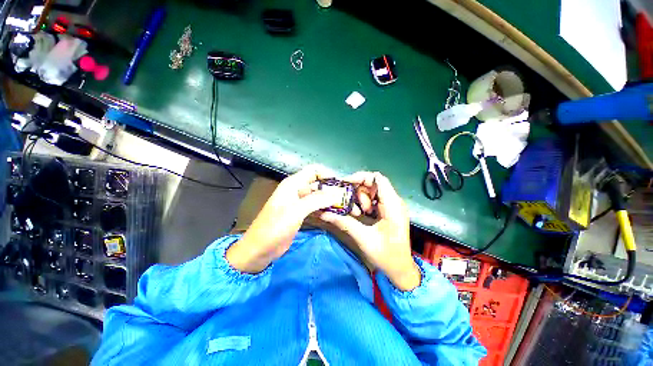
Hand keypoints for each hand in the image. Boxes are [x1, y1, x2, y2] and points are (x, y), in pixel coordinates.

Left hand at [226, 166, 341, 272]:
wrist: (260, 249)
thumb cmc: (275, 227)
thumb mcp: (296, 211)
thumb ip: (317, 200)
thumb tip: (337, 193)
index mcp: (293, 184)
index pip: (314, 171)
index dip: (328, 174)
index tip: (342, 185)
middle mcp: (297, 190)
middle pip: (319, 184)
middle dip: (333, 190)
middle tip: (348, 200)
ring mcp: (300, 203)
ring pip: (319, 196)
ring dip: (331, 201)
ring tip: (346, 208)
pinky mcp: (301, 214)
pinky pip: (316, 207)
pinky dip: (325, 209)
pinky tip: (335, 214)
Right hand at [319, 172, 420, 290]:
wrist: (400, 269)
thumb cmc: (386, 255)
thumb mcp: (363, 238)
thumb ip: (344, 222)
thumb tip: (325, 213)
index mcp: (392, 205)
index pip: (377, 178)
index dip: (361, 177)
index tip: (346, 184)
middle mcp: (394, 201)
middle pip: (372, 183)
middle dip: (358, 192)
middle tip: (351, 205)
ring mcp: (391, 205)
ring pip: (371, 192)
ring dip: (360, 200)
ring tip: (357, 214)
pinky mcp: (387, 210)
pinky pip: (373, 200)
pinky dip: (363, 204)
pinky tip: (360, 215)